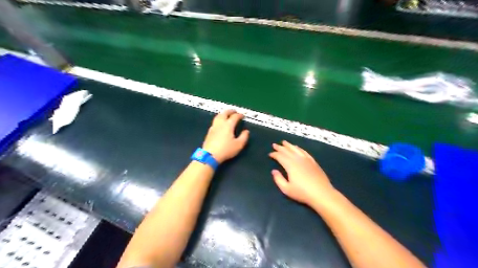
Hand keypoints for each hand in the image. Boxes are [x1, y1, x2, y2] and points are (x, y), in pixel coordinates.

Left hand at [202, 110, 248, 163]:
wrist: (210, 155)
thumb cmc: (226, 150)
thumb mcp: (239, 145)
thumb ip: (244, 137)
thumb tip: (246, 131)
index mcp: (228, 125)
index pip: (234, 117)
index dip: (239, 115)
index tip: (243, 116)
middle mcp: (220, 123)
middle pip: (225, 113)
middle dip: (230, 111)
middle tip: (234, 111)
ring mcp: (214, 127)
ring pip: (218, 116)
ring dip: (223, 114)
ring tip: (226, 115)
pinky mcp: (209, 131)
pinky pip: (215, 121)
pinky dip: (219, 119)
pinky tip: (220, 123)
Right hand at [268, 140, 335, 207]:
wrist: (322, 193)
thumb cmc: (302, 193)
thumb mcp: (286, 189)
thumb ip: (278, 179)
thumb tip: (274, 171)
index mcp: (290, 165)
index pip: (280, 156)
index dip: (274, 154)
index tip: (270, 154)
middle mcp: (297, 159)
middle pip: (287, 151)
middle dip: (280, 147)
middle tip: (274, 145)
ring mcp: (306, 159)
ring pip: (296, 149)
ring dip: (289, 145)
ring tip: (284, 142)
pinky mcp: (313, 162)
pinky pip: (304, 152)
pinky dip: (299, 148)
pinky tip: (297, 148)